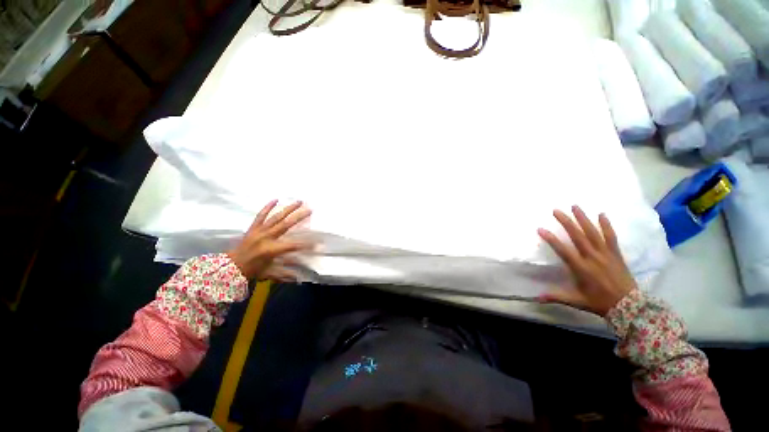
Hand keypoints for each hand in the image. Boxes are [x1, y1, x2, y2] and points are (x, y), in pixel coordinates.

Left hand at [227, 200, 311, 280]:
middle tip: (310, 210)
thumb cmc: (252, 271)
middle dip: (299, 217)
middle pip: (286, 225)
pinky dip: (267, 207)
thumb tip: (299, 278)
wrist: (230, 267)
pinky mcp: (253, 228)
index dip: (306, 244)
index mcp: (271, 250)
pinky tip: (275, 200)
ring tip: (299, 201)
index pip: (293, 245)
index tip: (317, 242)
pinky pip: (261, 215)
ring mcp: (259, 231)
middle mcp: (266, 237)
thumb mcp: (270, 273)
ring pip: (276, 217)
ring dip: (288, 209)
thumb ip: (285, 274)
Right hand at [537, 206, 636, 315]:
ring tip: (575, 206)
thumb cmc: (600, 302)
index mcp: (581, 268)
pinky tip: (602, 214)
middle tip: (556, 210)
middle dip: (566, 222)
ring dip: (583, 219)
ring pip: (593, 233)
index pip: (563, 250)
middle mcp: (592, 258)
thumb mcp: (576, 301)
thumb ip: (556, 296)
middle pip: (577, 236)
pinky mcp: (616, 254)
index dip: (551, 239)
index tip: (541, 229)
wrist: (629, 306)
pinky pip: (611, 237)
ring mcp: (606, 254)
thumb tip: (536, 298)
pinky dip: (606, 225)